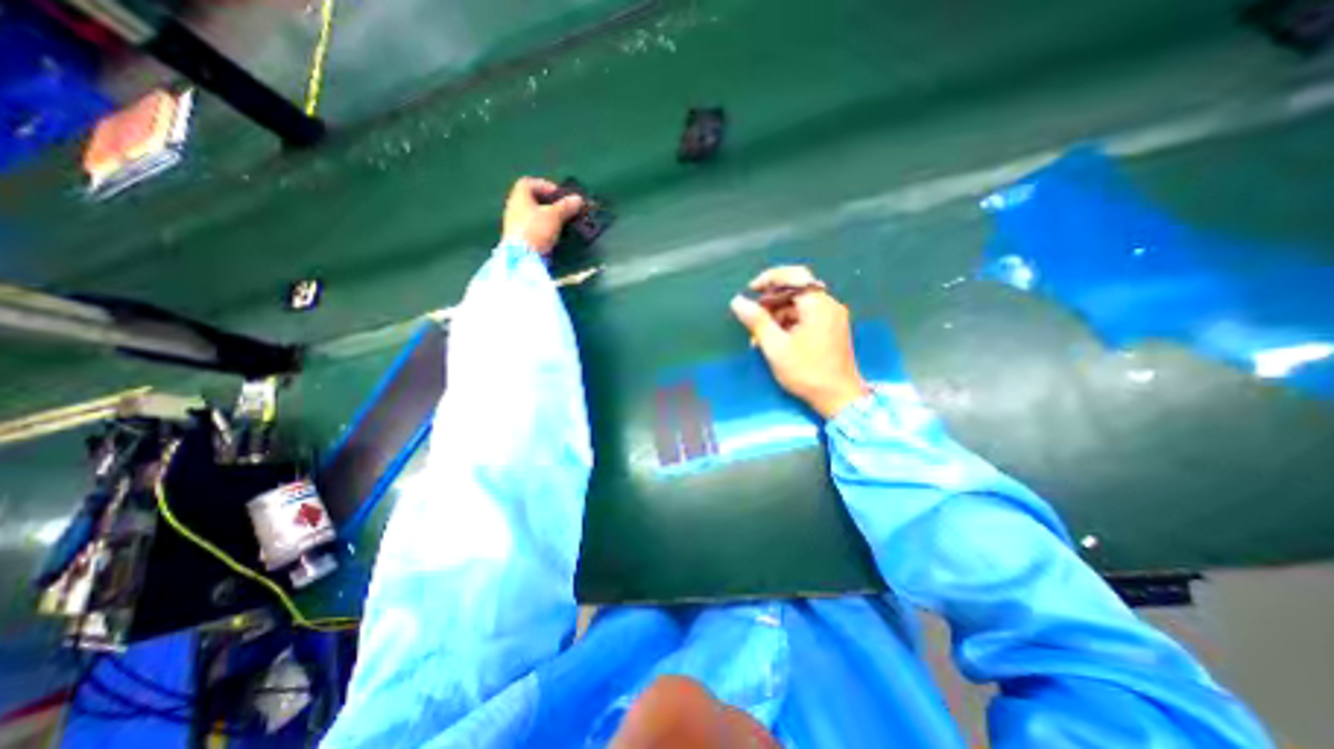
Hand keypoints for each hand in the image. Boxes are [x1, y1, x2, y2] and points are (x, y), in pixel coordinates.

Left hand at [500, 177, 584, 253]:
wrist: (522, 258)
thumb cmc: (537, 229)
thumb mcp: (555, 215)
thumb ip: (566, 206)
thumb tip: (578, 199)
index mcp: (519, 196)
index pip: (528, 183)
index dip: (545, 185)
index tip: (559, 195)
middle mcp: (513, 207)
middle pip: (531, 200)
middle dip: (548, 203)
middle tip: (563, 210)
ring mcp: (514, 224)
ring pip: (532, 215)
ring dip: (547, 217)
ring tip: (561, 224)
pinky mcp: (518, 239)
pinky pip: (532, 228)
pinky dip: (543, 229)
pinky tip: (553, 236)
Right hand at [727, 267, 865, 417]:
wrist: (838, 398)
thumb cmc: (806, 372)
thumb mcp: (776, 347)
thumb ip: (757, 321)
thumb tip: (737, 301)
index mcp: (818, 305)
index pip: (794, 275)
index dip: (769, 278)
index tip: (751, 290)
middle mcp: (829, 305)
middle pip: (796, 291)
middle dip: (771, 302)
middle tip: (753, 319)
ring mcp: (832, 318)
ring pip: (799, 305)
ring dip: (778, 316)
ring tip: (761, 337)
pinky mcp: (832, 329)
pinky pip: (806, 317)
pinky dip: (789, 324)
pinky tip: (777, 341)